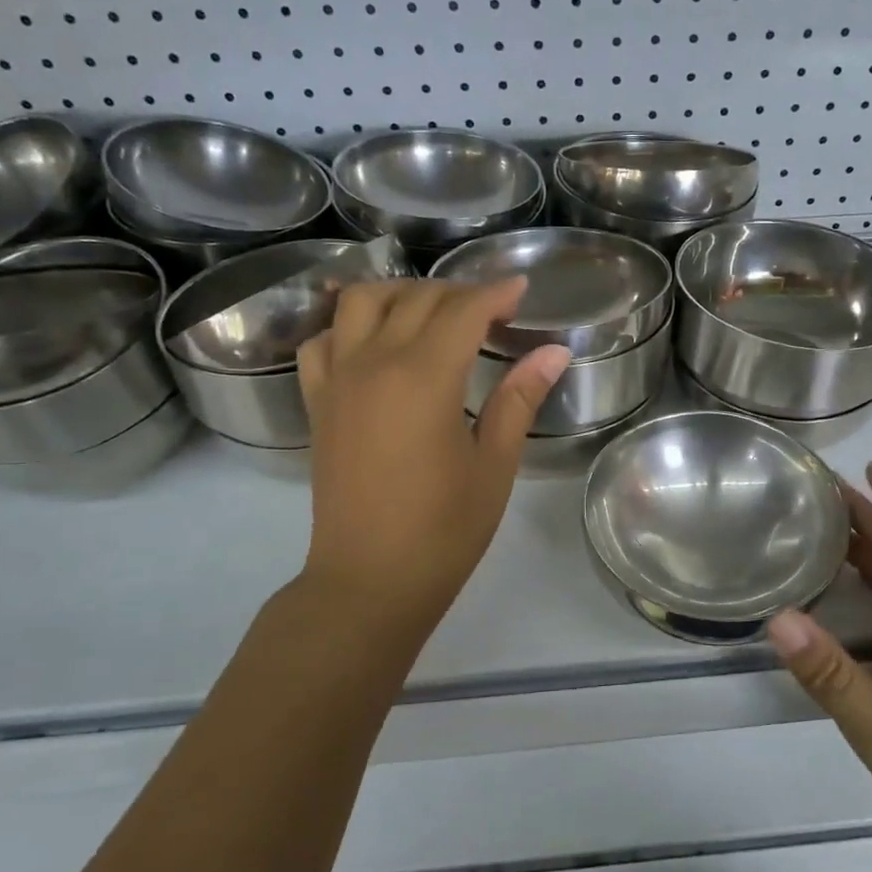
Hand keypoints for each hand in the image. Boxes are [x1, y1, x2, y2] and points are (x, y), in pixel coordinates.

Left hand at [296, 278, 569, 626]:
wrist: (369, 580)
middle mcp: (374, 363)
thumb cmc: (443, 530)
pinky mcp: (318, 402)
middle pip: (417, 299)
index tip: (522, 291)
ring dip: (401, 293)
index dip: (496, 293)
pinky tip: (374, 341)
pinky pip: (323, 339)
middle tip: (491, 310)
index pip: (464, 310)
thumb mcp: (494, 465)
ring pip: (360, 301)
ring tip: (433, 313)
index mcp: (424, 377)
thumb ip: (519, 400)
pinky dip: (349, 324)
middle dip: (459, 292)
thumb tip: (554, 352)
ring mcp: (337, 380)